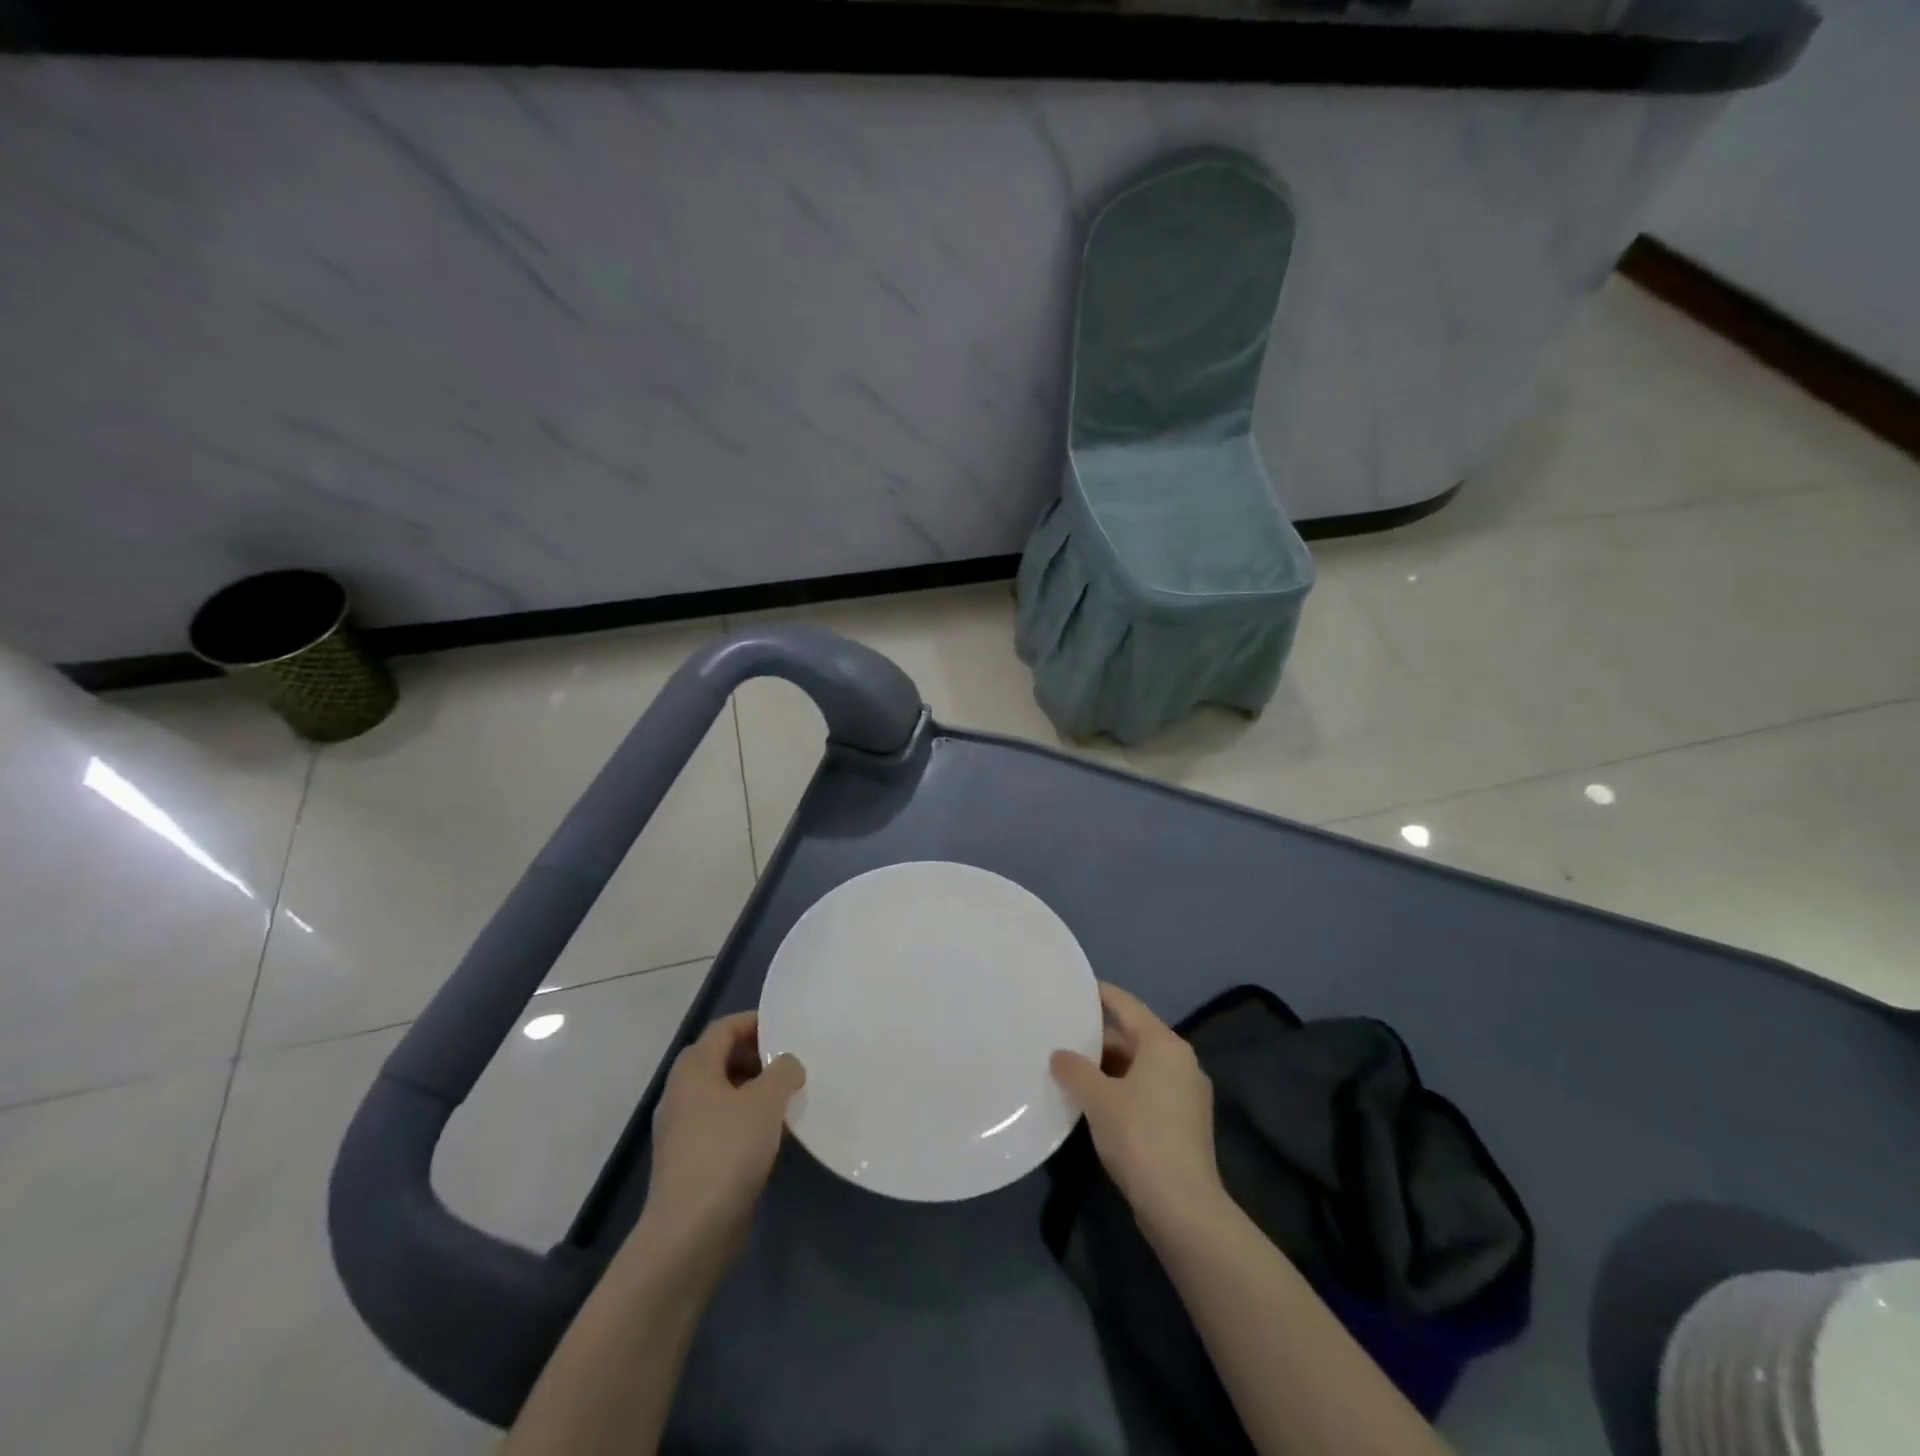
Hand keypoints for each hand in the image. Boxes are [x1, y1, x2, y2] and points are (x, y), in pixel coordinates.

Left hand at [634, 1012, 804, 1286]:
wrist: (690, 1232)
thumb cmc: (727, 1151)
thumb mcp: (766, 1101)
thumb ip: (783, 1071)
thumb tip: (787, 1064)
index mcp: (694, 1068)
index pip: (724, 1028)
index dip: (755, 1022)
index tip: (787, 1029)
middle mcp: (681, 1091)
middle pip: (720, 1057)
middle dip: (756, 1055)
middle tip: (790, 1063)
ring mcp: (682, 1128)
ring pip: (721, 1092)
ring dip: (753, 1089)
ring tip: (787, 1097)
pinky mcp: (689, 1159)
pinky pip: (720, 1122)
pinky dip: (744, 1118)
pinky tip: (770, 1134)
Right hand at [1051, 983, 1223, 1235]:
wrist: (1183, 1206)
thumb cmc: (1140, 1136)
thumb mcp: (1098, 1099)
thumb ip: (1075, 1070)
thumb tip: (1059, 1055)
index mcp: (1165, 1045)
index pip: (1128, 1006)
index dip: (1101, 995)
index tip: (1076, 988)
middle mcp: (1181, 1062)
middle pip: (1134, 1036)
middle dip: (1099, 1036)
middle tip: (1063, 1032)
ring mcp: (1186, 1095)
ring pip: (1140, 1066)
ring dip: (1108, 1066)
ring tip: (1071, 1066)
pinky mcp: (1183, 1124)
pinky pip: (1146, 1090)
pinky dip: (1121, 1089)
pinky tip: (1094, 1101)